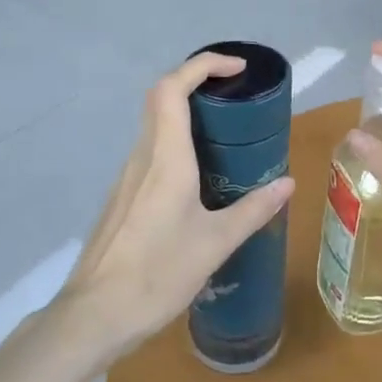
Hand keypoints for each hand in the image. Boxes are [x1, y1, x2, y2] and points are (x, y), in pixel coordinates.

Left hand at [58, 54, 293, 355]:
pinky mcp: (123, 197)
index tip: (237, 68)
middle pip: (161, 97)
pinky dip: (177, 142)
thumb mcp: (215, 244)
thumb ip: (252, 210)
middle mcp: (143, 156)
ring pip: (155, 124)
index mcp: (166, 157)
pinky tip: (199, 175)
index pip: (173, 87)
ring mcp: (127, 176)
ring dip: (186, 113)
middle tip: (234, 93)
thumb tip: (288, 183)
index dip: (203, 65)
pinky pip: (151, 151)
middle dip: (197, 82)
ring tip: (225, 131)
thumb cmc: (156, 274)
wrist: (93, 316)